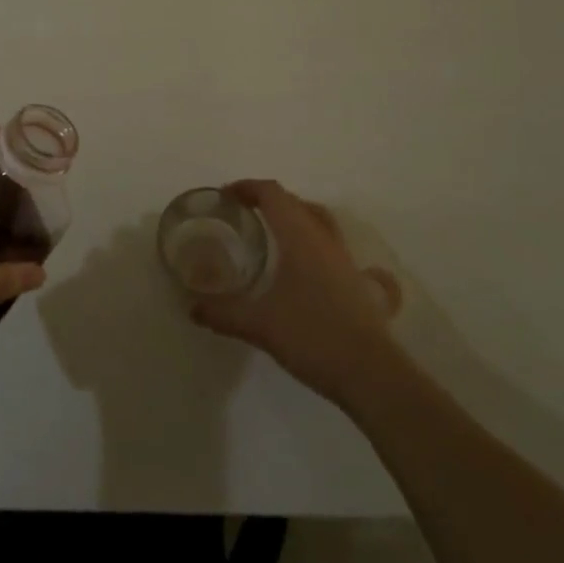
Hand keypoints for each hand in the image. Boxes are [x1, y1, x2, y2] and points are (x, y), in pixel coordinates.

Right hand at [188, 179, 403, 407]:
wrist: (371, 374)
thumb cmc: (312, 337)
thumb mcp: (260, 325)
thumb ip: (224, 313)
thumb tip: (192, 307)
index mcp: (299, 236)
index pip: (273, 194)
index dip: (248, 188)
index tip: (226, 195)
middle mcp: (324, 239)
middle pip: (296, 203)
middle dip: (269, 201)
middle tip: (245, 213)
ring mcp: (346, 261)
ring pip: (321, 222)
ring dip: (297, 217)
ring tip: (276, 232)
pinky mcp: (360, 284)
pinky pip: (339, 250)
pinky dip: (324, 247)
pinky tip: (321, 266)